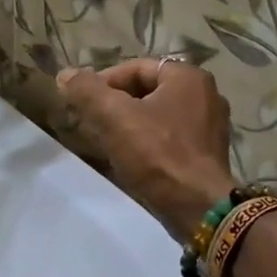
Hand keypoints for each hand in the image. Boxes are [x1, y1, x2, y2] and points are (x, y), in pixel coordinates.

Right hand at [57, 60, 235, 239]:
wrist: (198, 207)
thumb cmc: (157, 155)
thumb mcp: (114, 117)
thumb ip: (87, 90)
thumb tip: (65, 74)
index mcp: (188, 77)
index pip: (135, 68)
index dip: (103, 82)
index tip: (82, 103)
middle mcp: (206, 95)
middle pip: (147, 91)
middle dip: (116, 104)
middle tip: (91, 122)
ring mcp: (210, 126)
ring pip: (158, 116)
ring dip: (130, 124)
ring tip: (106, 141)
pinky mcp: (207, 154)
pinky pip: (170, 138)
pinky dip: (148, 142)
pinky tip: (131, 159)